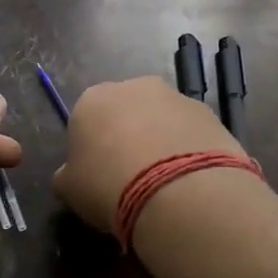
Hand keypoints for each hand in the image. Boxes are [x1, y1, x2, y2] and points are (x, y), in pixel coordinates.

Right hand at [52, 75, 243, 233]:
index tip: (98, 175)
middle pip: (125, 112)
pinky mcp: (210, 113)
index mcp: (91, 99)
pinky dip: (189, 151)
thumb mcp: (70, 189)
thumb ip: (67, 175)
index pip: (85, 119)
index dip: (91, 147)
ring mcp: (175, 97)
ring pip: (161, 120)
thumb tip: (71, 175)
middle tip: (131, 177)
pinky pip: (191, 133)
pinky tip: (188, 181)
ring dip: (160, 142)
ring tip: (164, 183)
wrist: (178, 191)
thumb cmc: (108, 186)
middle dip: (127, 137)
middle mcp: (133, 87)